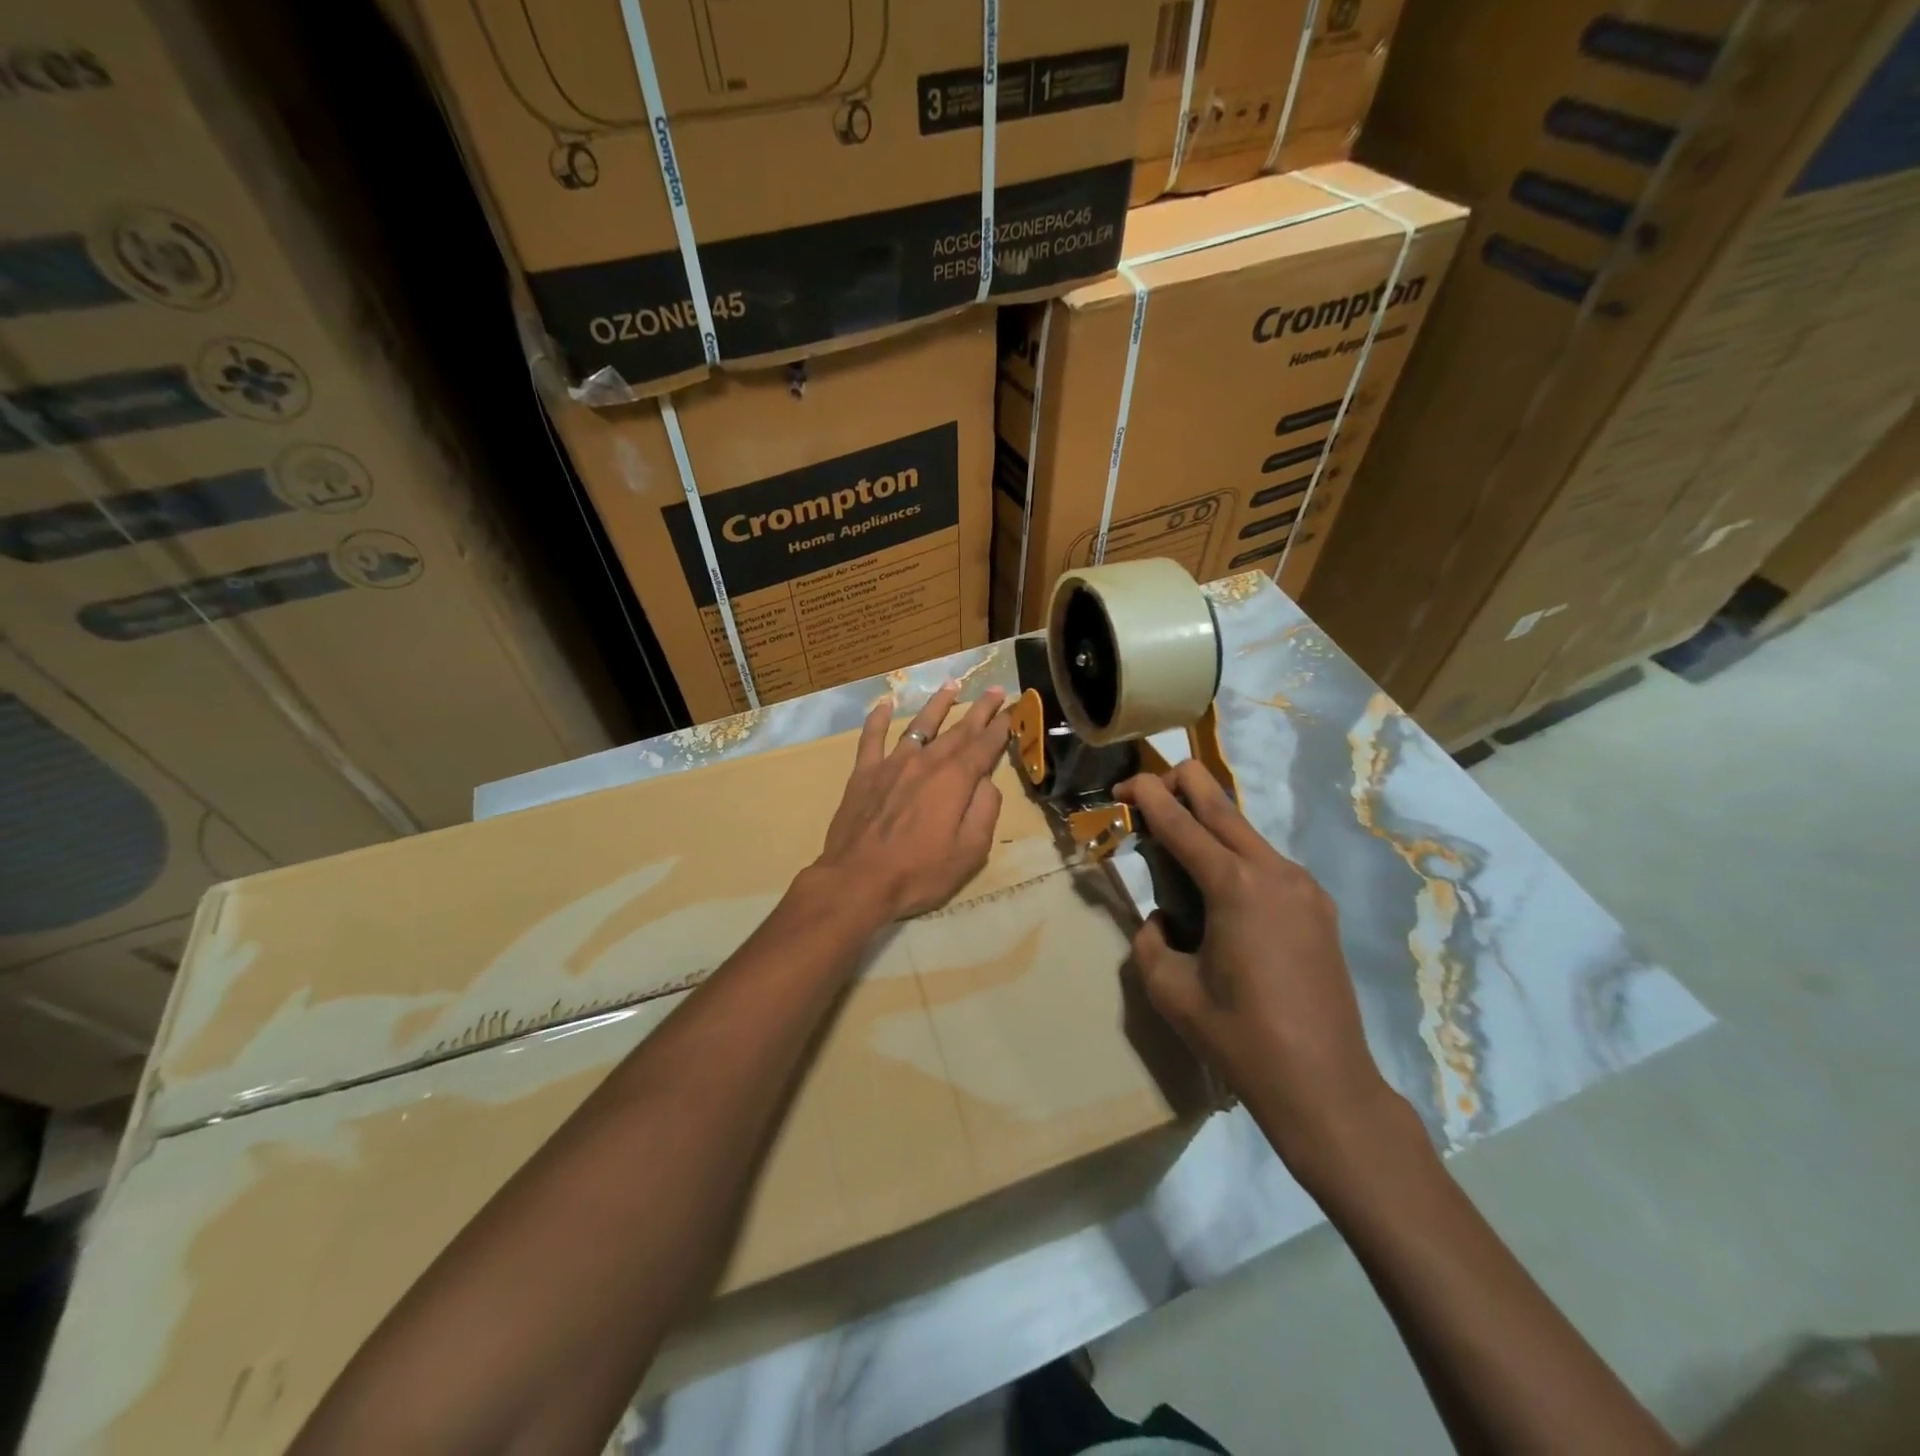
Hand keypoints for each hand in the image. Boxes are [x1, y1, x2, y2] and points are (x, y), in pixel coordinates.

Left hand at [814, 683, 1011, 923]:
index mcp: (955, 780)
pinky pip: (872, 738)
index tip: (1012, 710)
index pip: (984, 746)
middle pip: (958, 730)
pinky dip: (879, 719)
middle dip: (979, 709)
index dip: (1001, 727)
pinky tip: (885, 704)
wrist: (858, 881)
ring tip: (951, 685)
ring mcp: (892, 765)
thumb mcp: (970, 851)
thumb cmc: (919, 872)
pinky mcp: (864, 774)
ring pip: (919, 725)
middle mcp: (926, 762)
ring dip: (938, 704)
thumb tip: (987, 782)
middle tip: (994, 690)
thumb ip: (984, 811)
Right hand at [1117, 761, 1404, 1183]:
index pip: (1180, 821)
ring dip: (1208, 824)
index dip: (1147, 795)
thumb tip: (1164, 920)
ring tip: (1178, 853)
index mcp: (1234, 885)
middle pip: (1221, 802)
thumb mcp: (1169, 989)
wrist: (1325, 1085)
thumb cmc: (1238, 1037)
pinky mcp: (1318, 907)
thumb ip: (1151, 939)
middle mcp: (1274, 871)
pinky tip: (1220, 894)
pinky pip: (1267, 863)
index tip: (1122, 784)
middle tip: (1148, 794)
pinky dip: (1235, 857)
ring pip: (1246, 832)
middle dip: (1181, 784)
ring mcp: (1304, 886)